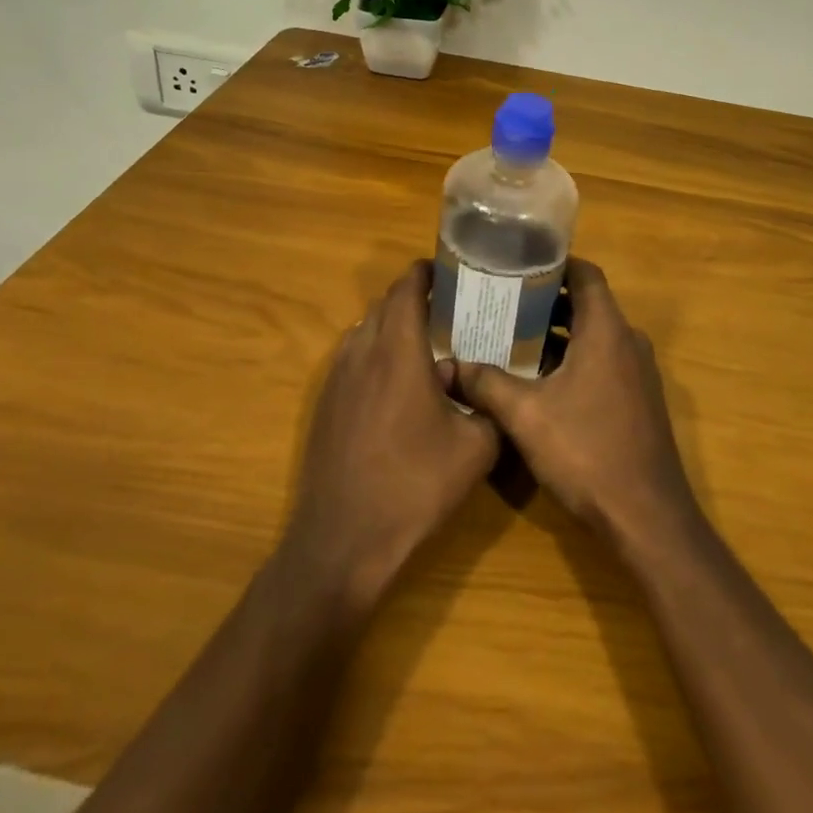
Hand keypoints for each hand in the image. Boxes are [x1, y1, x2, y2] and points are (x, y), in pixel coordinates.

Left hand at [283, 260, 499, 612]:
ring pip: (365, 331)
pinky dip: (375, 354)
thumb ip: (488, 405)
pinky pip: (352, 359)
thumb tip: (484, 386)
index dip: (427, 273)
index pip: (406, 288)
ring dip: (393, 326)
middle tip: (451, 310)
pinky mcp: (324, 405)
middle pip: (384, 305)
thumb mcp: (475, 448)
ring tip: (427, 345)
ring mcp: (336, 379)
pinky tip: (398, 386)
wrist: (344, 540)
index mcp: (397, 351)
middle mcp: (361, 353)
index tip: (452, 273)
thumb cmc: (414, 486)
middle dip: (415, 298)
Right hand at [454, 259, 700, 552]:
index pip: (586, 274)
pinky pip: (604, 361)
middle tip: (503, 302)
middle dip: (547, 301)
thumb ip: (486, 384)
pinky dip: (575, 358)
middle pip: (588, 304)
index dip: (554, 264)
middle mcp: (628, 342)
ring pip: (595, 335)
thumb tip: (450, 365)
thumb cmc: (587, 451)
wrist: (646, 515)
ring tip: (513, 337)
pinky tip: (541, 380)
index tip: (518, 264)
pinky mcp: (639, 399)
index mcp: (607, 330)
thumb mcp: (525, 415)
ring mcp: (638, 372)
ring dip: (559, 333)